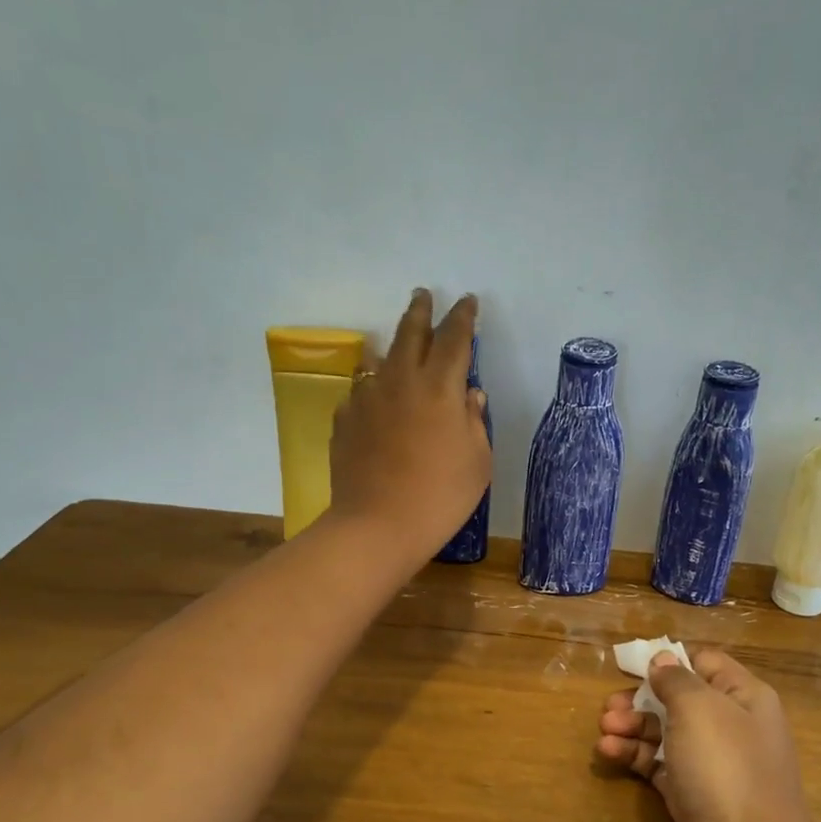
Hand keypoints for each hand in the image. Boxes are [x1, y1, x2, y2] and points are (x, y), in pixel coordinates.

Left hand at [328, 289, 491, 564]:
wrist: (376, 526)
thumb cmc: (440, 496)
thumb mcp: (477, 461)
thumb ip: (474, 421)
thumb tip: (469, 395)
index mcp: (439, 387)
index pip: (454, 338)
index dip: (463, 317)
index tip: (467, 302)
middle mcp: (400, 381)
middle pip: (410, 333)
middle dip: (420, 311)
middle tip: (422, 295)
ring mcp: (366, 399)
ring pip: (379, 359)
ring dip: (393, 349)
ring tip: (399, 350)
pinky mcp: (344, 421)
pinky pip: (361, 393)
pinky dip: (373, 389)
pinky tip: (377, 404)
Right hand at [598, 649, 820, 821]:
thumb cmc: (726, 772)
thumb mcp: (698, 711)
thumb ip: (676, 680)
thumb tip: (662, 660)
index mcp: (744, 697)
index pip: (705, 662)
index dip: (669, 660)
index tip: (630, 666)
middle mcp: (733, 726)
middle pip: (680, 699)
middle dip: (641, 699)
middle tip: (608, 708)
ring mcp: (714, 765)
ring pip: (667, 733)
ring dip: (633, 728)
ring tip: (603, 731)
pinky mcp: (695, 797)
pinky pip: (661, 766)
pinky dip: (636, 756)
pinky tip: (609, 752)